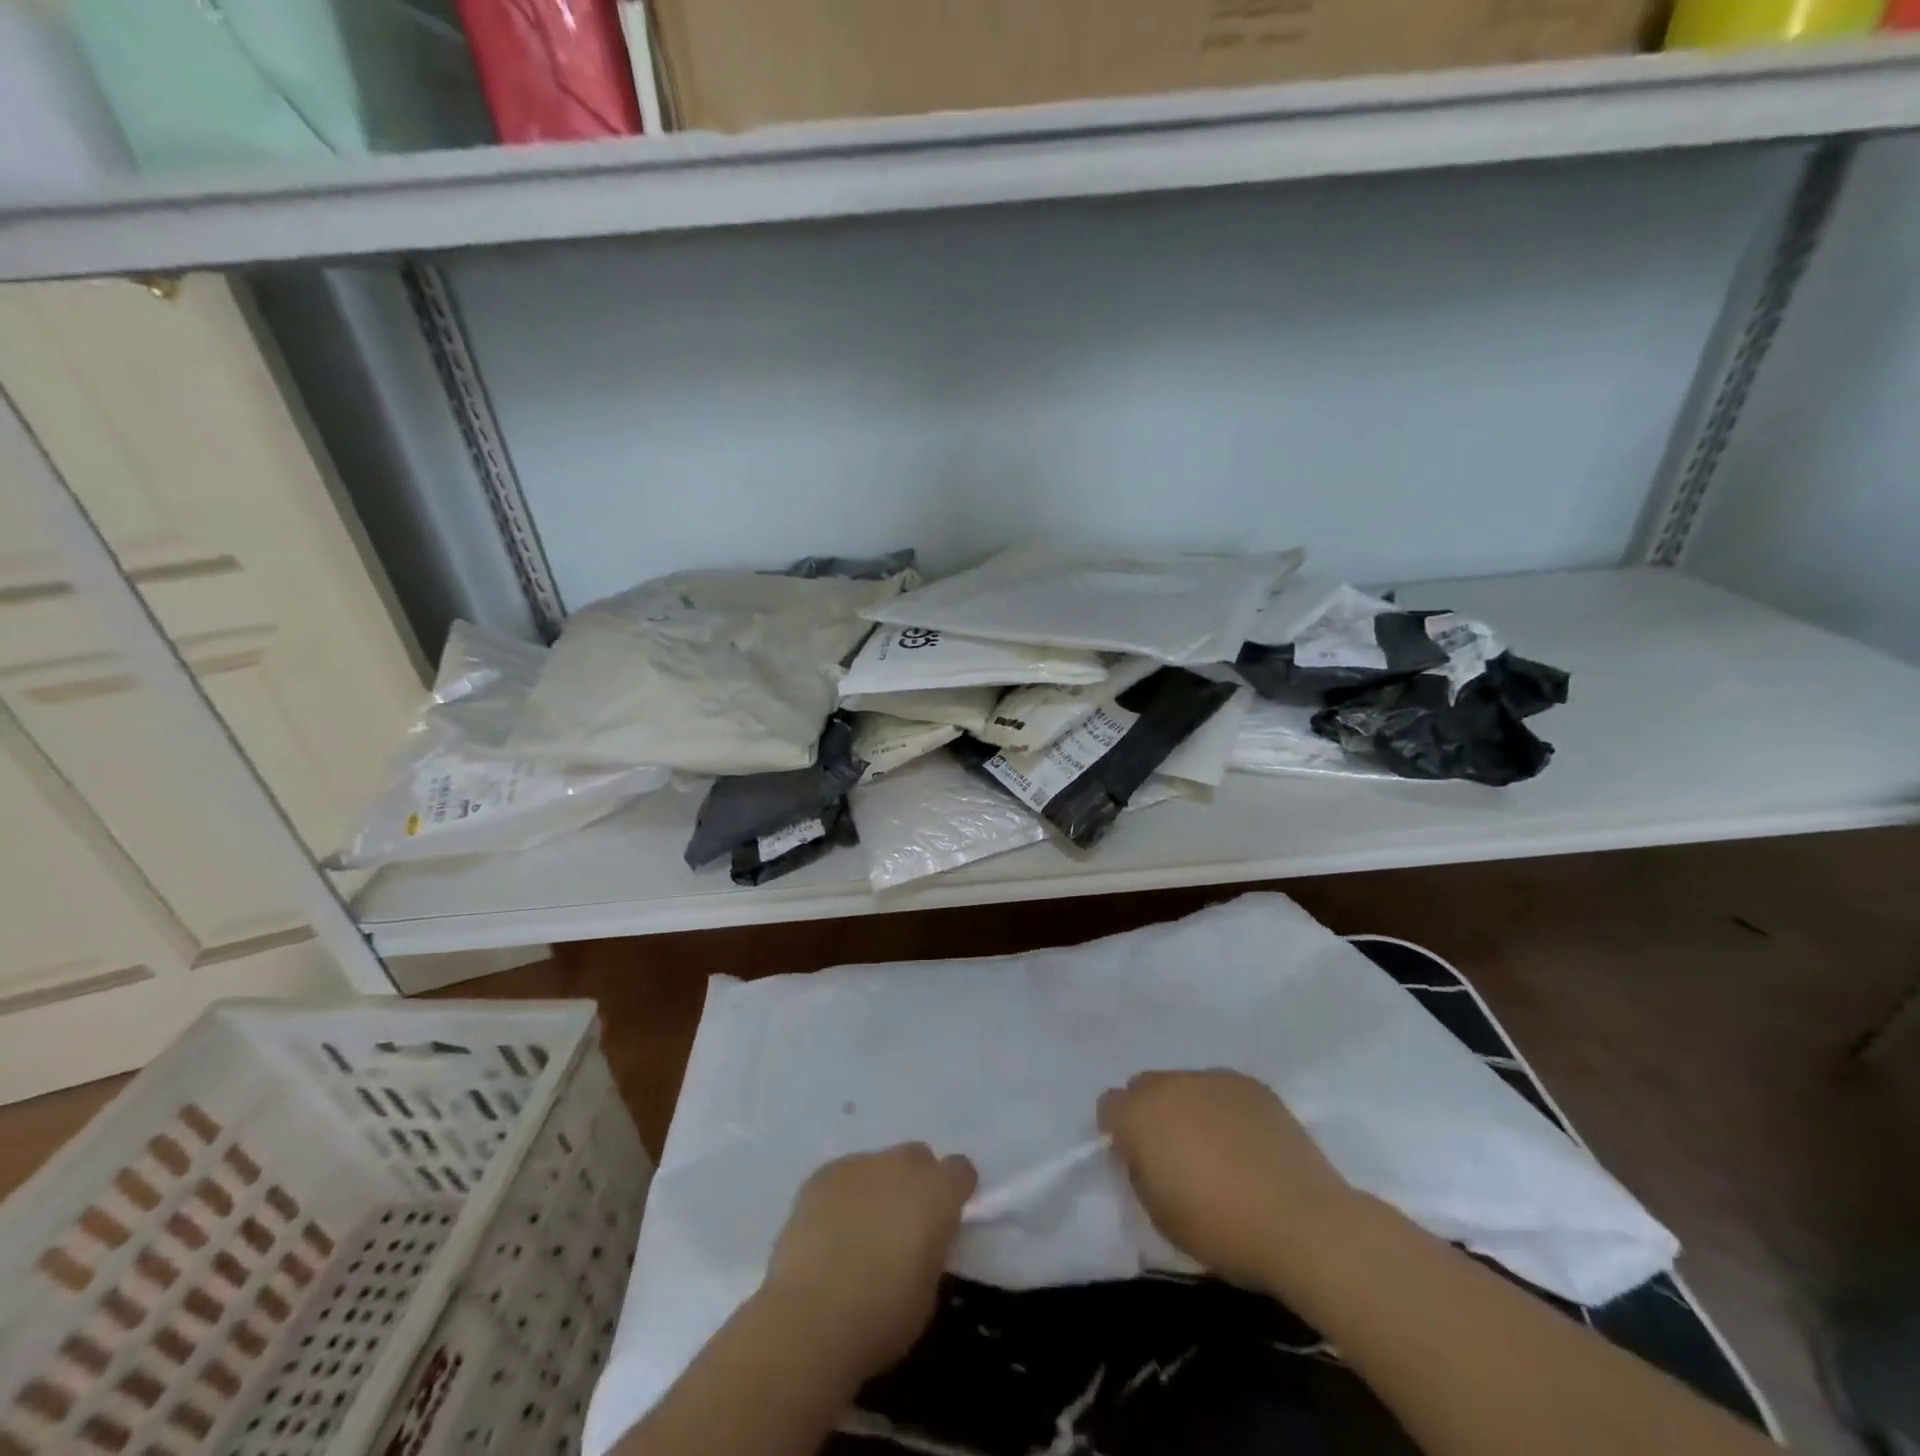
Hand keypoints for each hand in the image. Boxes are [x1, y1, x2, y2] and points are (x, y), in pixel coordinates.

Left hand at [760, 1143, 977, 1381]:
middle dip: (914, 1183)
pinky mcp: (822, 1175)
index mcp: (937, 1193)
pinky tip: (829, 1232)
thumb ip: (930, 1250)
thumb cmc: (882, 1317)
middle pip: (917, 1158)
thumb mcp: (928, 1292)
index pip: (960, 1170)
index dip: (954, 1192)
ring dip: (876, 1189)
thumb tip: (919, 1241)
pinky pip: (842, 1177)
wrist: (811, 1319)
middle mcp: (901, 1166)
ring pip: (877, 1166)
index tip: (945, 1218)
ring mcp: (858, 1165)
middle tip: (901, 1225)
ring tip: (858, 1232)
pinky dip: (842, 1197)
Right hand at [1099, 1069, 1355, 1293]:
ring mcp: (1214, 1079)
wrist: (1302, 1223)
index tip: (1137, 1160)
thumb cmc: (1221, 1228)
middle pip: (1145, 1086)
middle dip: (1151, 1113)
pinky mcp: (1252, 1085)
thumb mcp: (1159, 1214)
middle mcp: (1171, 1084)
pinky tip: (1247, 1143)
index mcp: (1139, 1114)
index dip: (1119, 1132)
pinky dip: (1224, 1109)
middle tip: (1175, 1154)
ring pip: (1186, 1085)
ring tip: (1217, 1149)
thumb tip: (1145, 1154)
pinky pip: (1223, 1090)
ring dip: (1188, 1108)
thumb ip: (1140, 1171)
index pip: (1109, 1105)